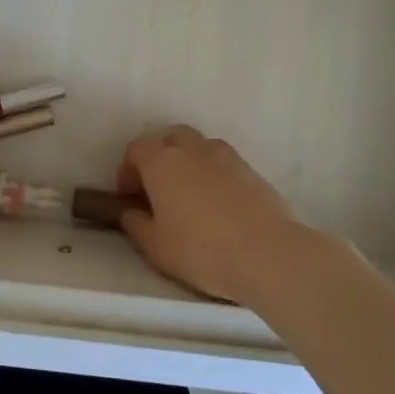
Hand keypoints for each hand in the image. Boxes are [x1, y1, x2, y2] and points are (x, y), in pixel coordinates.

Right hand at [116, 126, 298, 304]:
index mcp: (161, 161)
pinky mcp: (251, 170)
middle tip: (158, 191)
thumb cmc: (200, 249)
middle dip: (159, 158)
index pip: (136, 149)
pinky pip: (222, 163)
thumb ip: (135, 223)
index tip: (131, 197)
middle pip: (169, 138)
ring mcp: (225, 156)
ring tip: (190, 197)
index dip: (127, 171)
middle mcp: (192, 149)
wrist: (267, 254)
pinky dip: (213, 175)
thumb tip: (129, 211)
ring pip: (199, 147)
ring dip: (188, 163)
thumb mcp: (154, 246)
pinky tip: (218, 206)